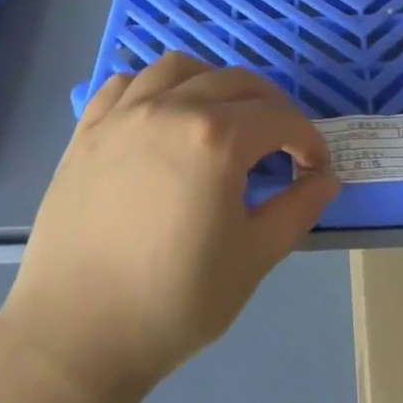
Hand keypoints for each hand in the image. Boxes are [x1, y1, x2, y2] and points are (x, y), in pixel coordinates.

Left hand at [0, 55, 339, 400]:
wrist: (76, 335)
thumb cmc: (173, 303)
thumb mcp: (253, 260)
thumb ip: (297, 209)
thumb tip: (326, 177)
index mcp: (216, 138)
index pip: (279, 118)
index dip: (307, 139)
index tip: (314, 167)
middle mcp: (171, 107)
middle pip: (236, 82)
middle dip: (270, 106)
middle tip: (280, 143)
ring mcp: (124, 113)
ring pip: (180, 67)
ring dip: (212, 81)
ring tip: (221, 115)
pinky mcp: (89, 128)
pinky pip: (126, 82)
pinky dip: (154, 86)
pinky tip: (161, 113)